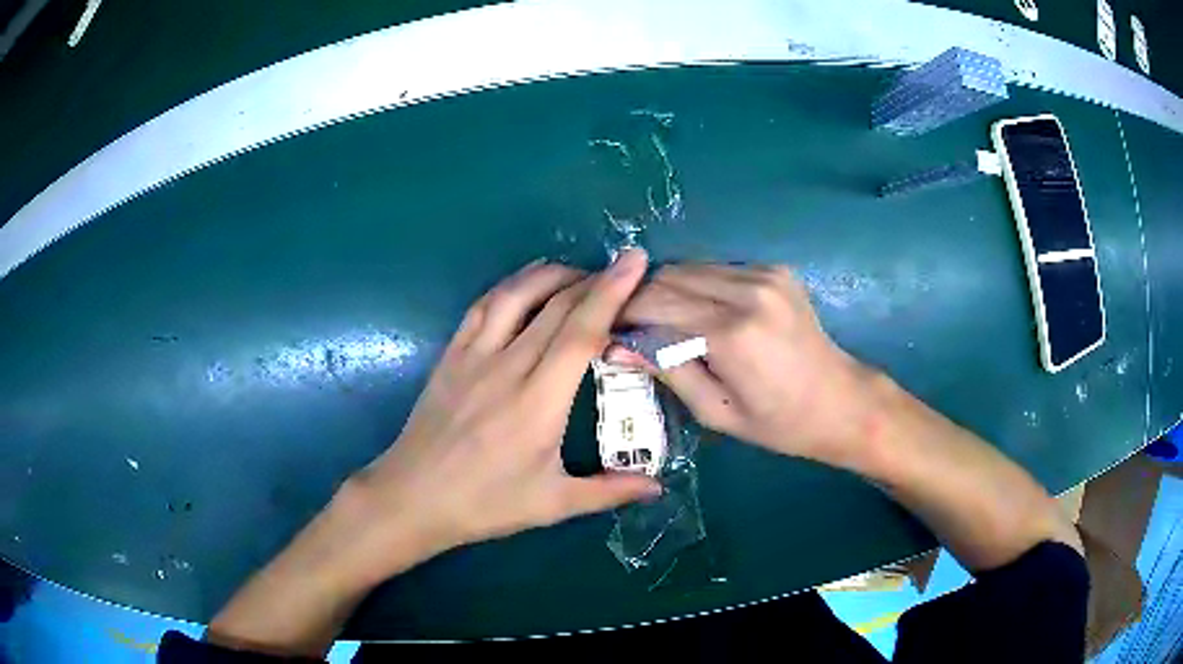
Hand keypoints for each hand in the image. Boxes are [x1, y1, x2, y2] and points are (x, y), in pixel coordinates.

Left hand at [346, 251, 661, 580]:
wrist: (413, 497)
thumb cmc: (485, 504)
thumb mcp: (552, 504)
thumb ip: (608, 491)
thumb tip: (658, 486)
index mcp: (539, 402)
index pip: (581, 332)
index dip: (612, 292)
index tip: (635, 260)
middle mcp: (507, 367)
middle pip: (556, 306)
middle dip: (594, 279)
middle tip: (622, 269)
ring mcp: (473, 356)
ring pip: (516, 295)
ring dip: (551, 275)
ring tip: (578, 272)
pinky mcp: (451, 355)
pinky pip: (482, 306)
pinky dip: (510, 286)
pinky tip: (524, 284)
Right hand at [611, 264, 875, 467]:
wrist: (841, 402)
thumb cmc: (778, 423)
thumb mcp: (716, 412)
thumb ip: (667, 372)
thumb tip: (615, 346)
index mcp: (732, 333)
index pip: (655, 304)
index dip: (623, 313)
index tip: (607, 329)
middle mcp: (747, 291)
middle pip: (669, 277)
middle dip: (641, 298)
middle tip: (631, 327)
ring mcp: (765, 274)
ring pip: (691, 268)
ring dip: (669, 290)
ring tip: (663, 321)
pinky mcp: (776, 270)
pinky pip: (718, 269)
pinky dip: (699, 287)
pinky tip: (703, 314)